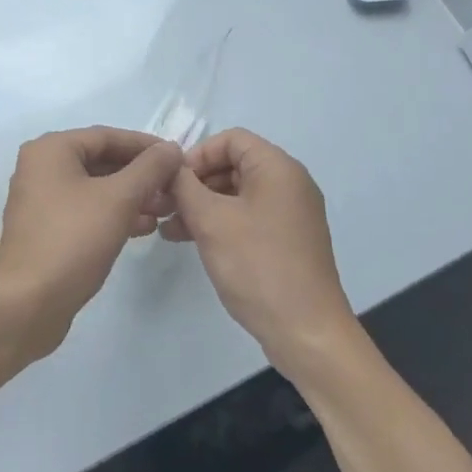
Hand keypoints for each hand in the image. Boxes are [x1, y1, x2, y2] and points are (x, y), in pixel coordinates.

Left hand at [0, 127, 182, 358]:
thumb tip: (171, 147)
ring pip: (95, 188)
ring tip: (166, 210)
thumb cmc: (73, 240)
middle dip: (140, 175)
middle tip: (174, 188)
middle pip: (101, 161)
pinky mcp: (46, 229)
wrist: (29, 304)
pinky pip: (86, 210)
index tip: (178, 158)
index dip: (146, 146)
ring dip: (132, 196)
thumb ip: (149, 169)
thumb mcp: (119, 199)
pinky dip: (114, 214)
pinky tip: (144, 228)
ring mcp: (41, 200)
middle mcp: (41, 167)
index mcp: (51, 149)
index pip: (107, 136)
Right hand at [165, 128, 358, 381]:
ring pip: (237, 193)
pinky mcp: (287, 241)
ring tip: (169, 228)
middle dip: (196, 182)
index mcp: (278, 168)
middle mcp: (289, 183)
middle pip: (233, 165)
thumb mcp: (211, 221)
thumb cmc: (257, 266)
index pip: (230, 139)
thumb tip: (170, 166)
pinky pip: (248, 217)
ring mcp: (290, 214)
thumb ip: (184, 186)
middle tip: (164, 206)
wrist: (307, 332)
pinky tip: (190, 240)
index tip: (172, 181)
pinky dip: (220, 223)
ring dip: (202, 205)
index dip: (197, 154)